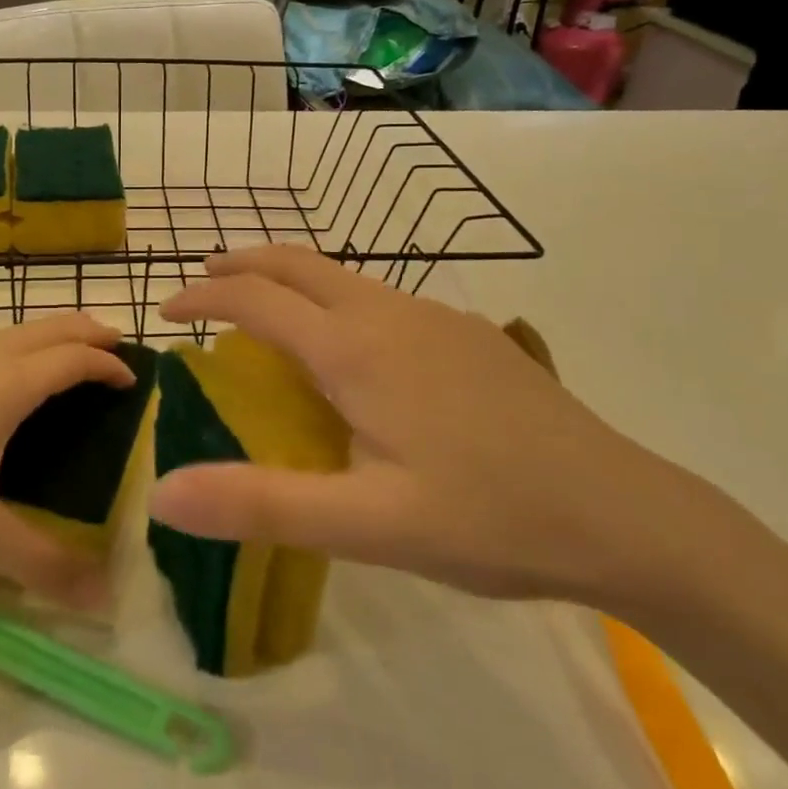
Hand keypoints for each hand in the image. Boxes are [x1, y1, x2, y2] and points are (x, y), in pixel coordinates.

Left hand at [0, 315, 133, 607]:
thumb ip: (41, 564)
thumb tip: (104, 599)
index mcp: (5, 385)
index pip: (73, 358)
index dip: (110, 364)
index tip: (135, 381)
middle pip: (50, 326)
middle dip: (89, 332)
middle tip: (117, 352)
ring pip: (16, 330)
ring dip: (52, 336)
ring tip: (68, 364)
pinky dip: (20, 347)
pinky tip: (2, 384)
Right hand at [151, 247, 700, 605]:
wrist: (625, 514)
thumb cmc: (489, 518)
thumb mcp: (367, 524)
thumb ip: (260, 504)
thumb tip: (161, 493)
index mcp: (355, 349)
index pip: (257, 299)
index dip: (204, 297)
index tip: (165, 312)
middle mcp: (390, 314)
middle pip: (298, 263)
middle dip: (242, 265)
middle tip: (203, 284)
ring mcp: (436, 318)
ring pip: (342, 276)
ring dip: (289, 279)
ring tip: (262, 309)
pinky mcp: (468, 335)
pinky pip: (378, 297)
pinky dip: (332, 298)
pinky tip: (347, 347)